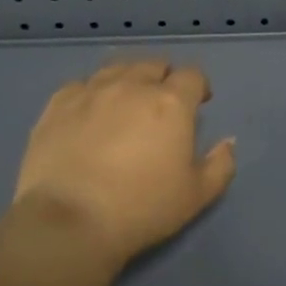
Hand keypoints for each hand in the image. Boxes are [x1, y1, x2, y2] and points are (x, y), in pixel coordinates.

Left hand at [13, 60, 235, 267]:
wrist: (69, 221)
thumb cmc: (142, 209)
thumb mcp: (197, 195)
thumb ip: (220, 164)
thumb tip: (228, 141)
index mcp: (171, 103)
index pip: (192, 75)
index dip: (198, 86)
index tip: (199, 103)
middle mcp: (132, 86)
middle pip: (153, 64)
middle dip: (163, 77)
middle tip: (161, 103)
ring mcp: (91, 91)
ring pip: (116, 67)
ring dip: (128, 78)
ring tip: (126, 100)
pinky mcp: (57, 104)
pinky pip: (80, 84)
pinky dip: (91, 91)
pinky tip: (89, 111)